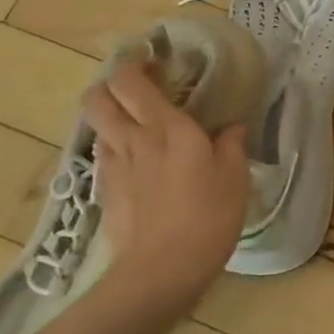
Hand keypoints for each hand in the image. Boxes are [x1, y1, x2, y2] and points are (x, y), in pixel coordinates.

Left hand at [79, 58, 248, 318]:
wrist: (162, 271)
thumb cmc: (208, 216)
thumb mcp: (235, 176)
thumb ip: (231, 144)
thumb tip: (231, 127)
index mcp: (166, 128)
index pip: (130, 81)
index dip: (135, 64)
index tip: (155, 62)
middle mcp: (132, 140)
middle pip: (97, 98)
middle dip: (110, 85)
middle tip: (139, 89)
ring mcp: (113, 168)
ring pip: (99, 127)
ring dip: (114, 118)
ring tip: (141, 128)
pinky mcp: (106, 194)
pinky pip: (106, 158)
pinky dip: (118, 151)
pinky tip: (141, 166)